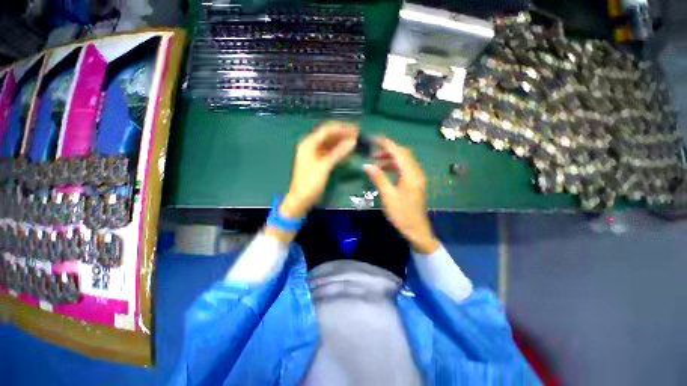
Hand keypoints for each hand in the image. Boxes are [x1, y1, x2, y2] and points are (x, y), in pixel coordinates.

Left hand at [281, 121, 358, 218]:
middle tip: (358, 136)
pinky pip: (331, 154)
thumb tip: (353, 141)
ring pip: (331, 145)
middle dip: (343, 135)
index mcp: (309, 143)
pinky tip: (349, 155)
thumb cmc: (310, 182)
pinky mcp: (320, 162)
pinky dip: (340, 153)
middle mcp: (312, 146)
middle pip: (329, 136)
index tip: (356, 129)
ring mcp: (316, 154)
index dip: (342, 128)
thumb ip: (338, 153)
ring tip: (356, 143)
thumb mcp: (324, 166)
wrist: (301, 199)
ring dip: (343, 144)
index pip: (327, 130)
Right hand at [364, 138, 439, 253]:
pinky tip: (385, 170)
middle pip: (403, 154)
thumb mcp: (388, 196)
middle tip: (372, 152)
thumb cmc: (402, 214)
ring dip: (391, 158)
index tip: (373, 139)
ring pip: (404, 161)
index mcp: (410, 174)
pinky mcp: (415, 183)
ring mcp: (417, 177)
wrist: (417, 230)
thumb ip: (379, 178)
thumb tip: (367, 165)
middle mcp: (416, 172)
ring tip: (376, 161)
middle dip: (388, 150)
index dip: (386, 144)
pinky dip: (394, 166)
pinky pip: (405, 168)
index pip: (398, 152)